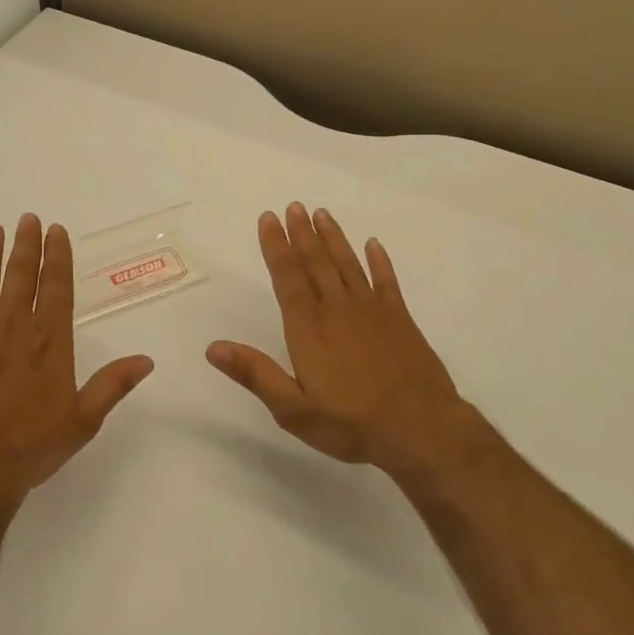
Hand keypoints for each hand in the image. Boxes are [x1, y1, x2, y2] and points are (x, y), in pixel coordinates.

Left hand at [0, 214, 153, 512]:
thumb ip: (112, 385)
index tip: (56, 231)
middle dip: (25, 245)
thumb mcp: (82, 421)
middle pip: (20, 276)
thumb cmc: (30, 449)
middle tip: (27, 218)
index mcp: (48, 340)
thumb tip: (147, 360)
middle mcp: (12, 328)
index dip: (57, 256)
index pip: (56, 286)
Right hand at [207, 203, 471, 480]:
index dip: (276, 246)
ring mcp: (372, 310)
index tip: (269, 218)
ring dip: (333, 238)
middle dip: (302, 233)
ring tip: (322, 214)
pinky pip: (386, 281)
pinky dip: (379, 261)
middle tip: (294, 206)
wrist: (420, 428)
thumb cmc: (351, 422)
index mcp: (308, 327)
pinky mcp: (400, 319)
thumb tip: (213, 347)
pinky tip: (374, 245)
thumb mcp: (293, 409)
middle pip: (316, 262)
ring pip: (347, 264)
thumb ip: (255, 374)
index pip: (287, 276)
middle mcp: (337, 308)